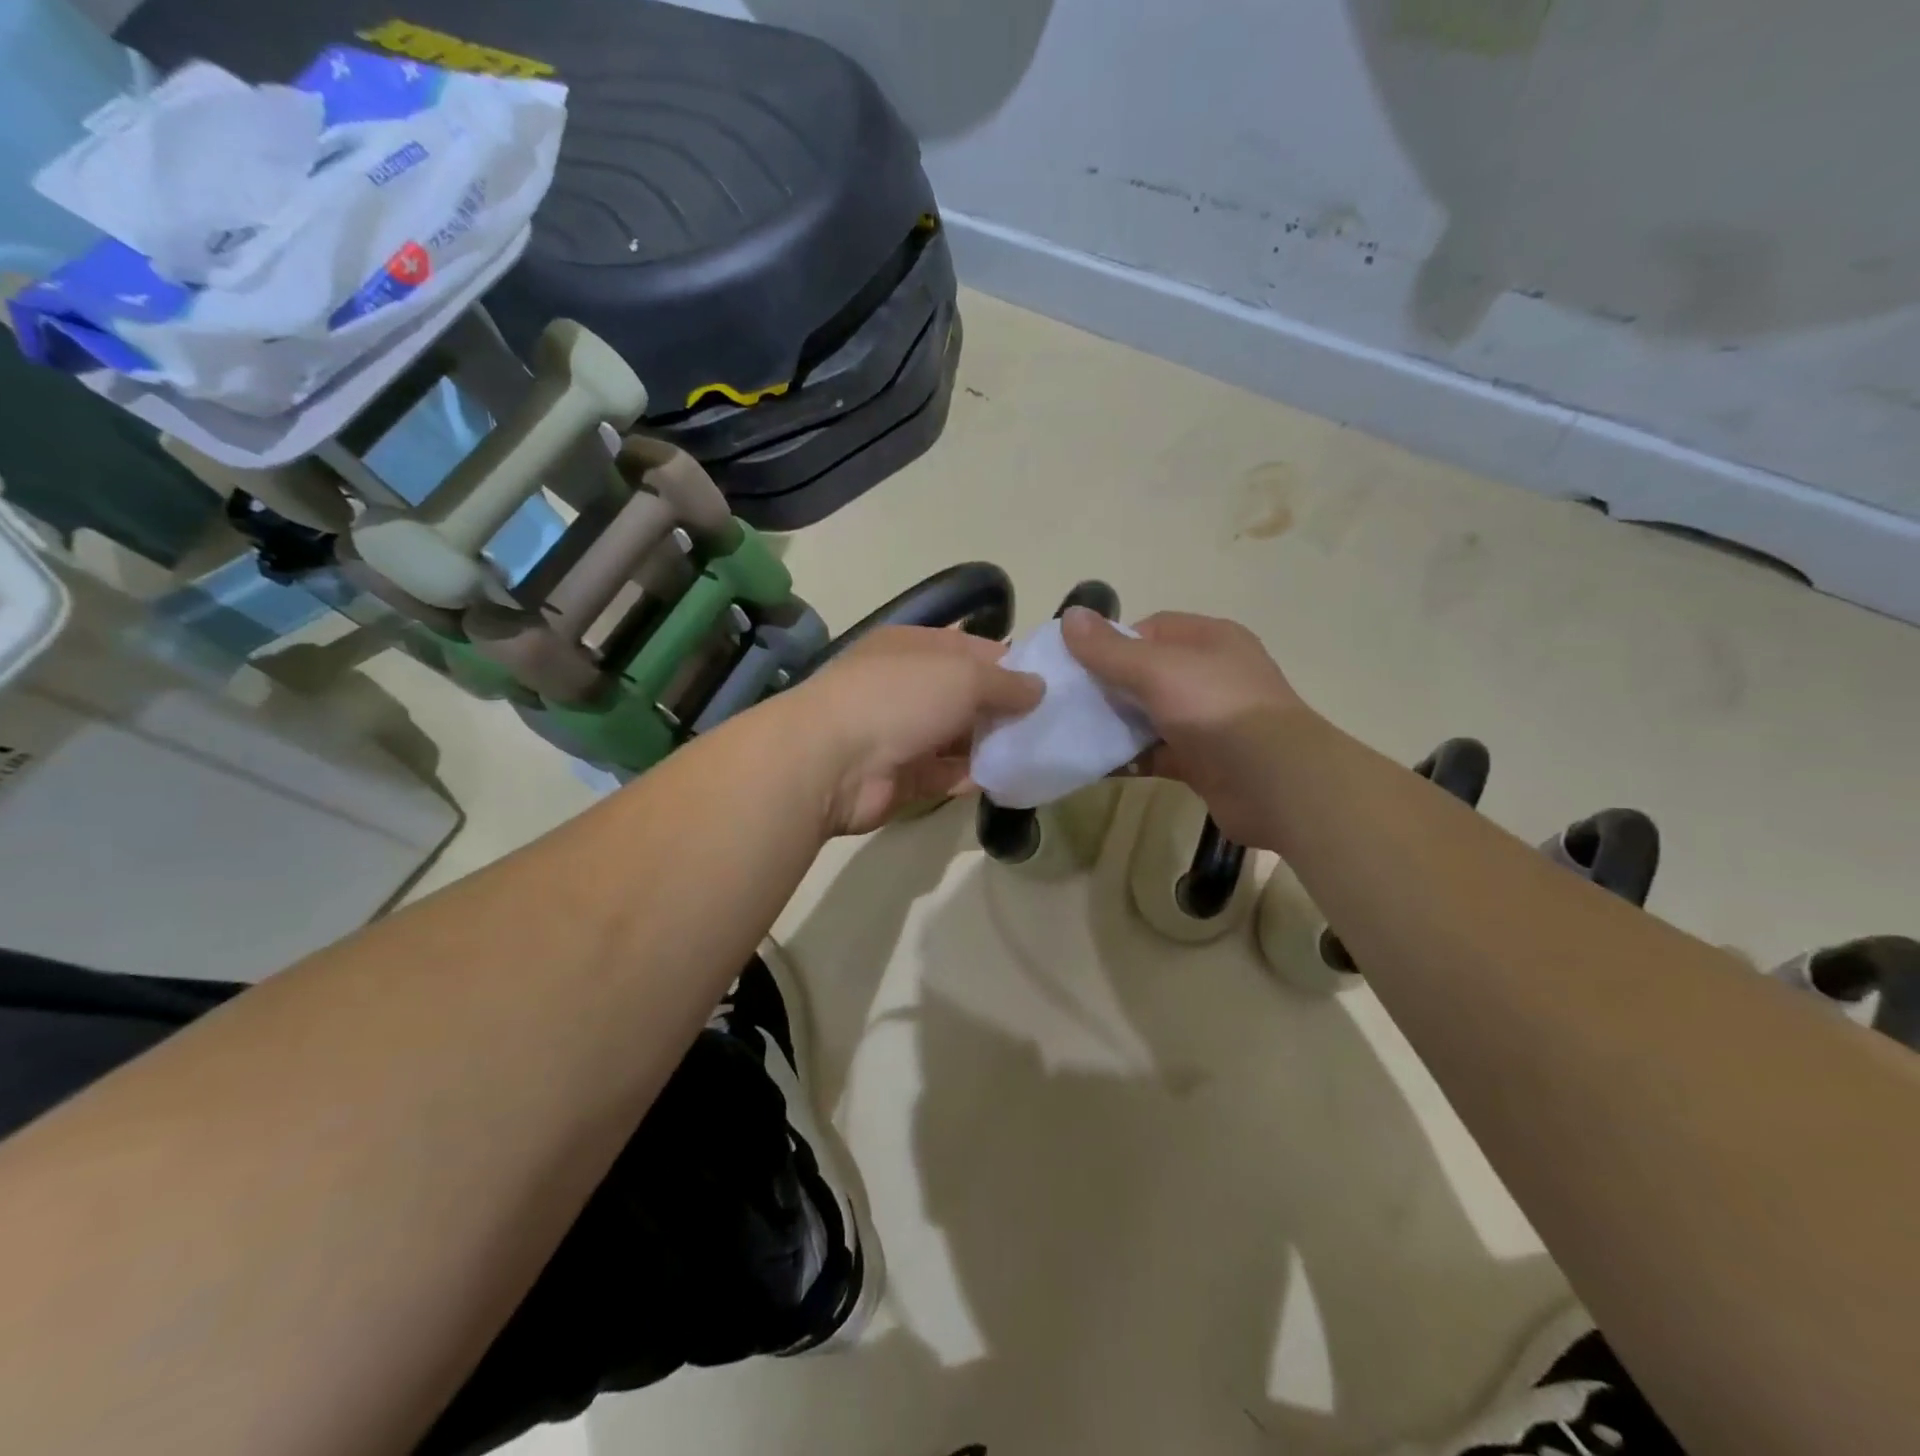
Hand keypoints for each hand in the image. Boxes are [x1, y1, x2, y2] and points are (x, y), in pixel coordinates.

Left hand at [783, 625, 1043, 834]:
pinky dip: (975, 776)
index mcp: (915, 647)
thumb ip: (1006, 682)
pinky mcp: (903, 776)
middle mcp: (908, 686)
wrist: (832, 762)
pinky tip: (1010, 779)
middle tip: (1054, 723)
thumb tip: (1038, 688)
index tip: (1051, 683)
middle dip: (1007, 708)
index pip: (972, 649)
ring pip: (959, 737)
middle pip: (967, 695)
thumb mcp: (963, 675)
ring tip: (1041, 752)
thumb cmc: (899, 698)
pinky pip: (948, 773)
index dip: (1011, 664)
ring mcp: (903, 733)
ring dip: (994, 744)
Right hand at [1061, 607, 1306, 845]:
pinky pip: (1156, 753)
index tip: (1078, 664)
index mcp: (1209, 640)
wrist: (1276, 783)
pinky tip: (1097, 764)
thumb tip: (1068, 616)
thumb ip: (1109, 649)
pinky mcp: (1203, 761)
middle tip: (1068, 701)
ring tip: (1073, 733)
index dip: (1112, 642)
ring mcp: (1208, 720)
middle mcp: (1211, 675)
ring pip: (1150, 715)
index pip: (1151, 629)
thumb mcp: (1157, 669)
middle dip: (1108, 686)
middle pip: (1147, 673)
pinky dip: (1130, 758)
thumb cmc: (1217, 710)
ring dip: (1115, 724)